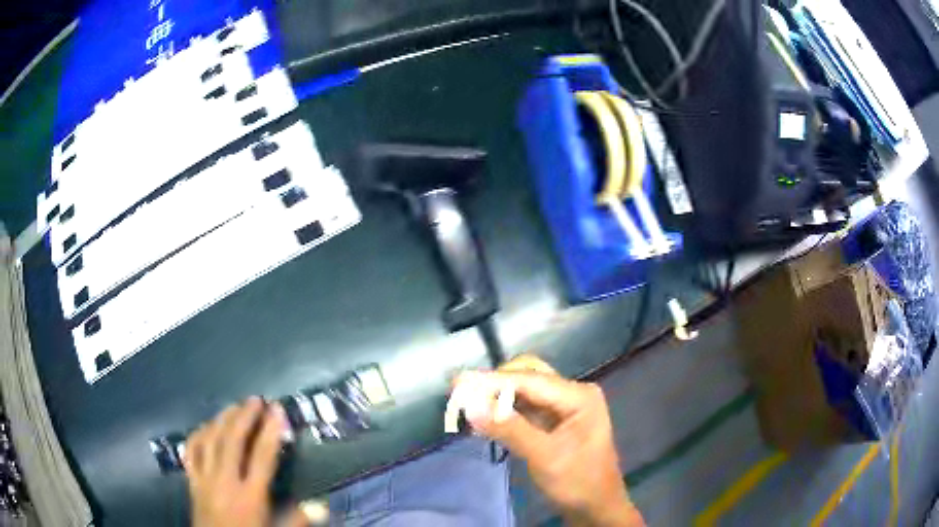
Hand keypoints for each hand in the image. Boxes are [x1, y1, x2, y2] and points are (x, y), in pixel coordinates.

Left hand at [184, 397, 306, 526]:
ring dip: (222, 420)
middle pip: (233, 441)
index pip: (262, 457)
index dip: (270, 431)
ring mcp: (205, 480)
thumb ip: (297, 520)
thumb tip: (320, 505)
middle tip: (255, 400)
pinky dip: (197, 435)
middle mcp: (226, 482)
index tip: (277, 410)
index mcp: (250, 497)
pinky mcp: (192, 482)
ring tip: (233, 407)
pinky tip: (205, 427)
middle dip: (245, 417)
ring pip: (210, 441)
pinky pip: (191, 452)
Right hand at [453, 356, 643, 526]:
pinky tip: (485, 417)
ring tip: (466, 402)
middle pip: (528, 376)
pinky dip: (504, 410)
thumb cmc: (577, 482)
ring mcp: (563, 407)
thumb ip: (509, 429)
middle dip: (495, 383)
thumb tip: (470, 405)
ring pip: (524, 390)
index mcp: (579, 396)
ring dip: (497, 395)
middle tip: (461, 392)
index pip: (530, 380)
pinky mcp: (554, 421)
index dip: (492, 381)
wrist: (595, 507)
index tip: (458, 381)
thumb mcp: (544, 457)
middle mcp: (572, 394)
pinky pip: (524, 407)